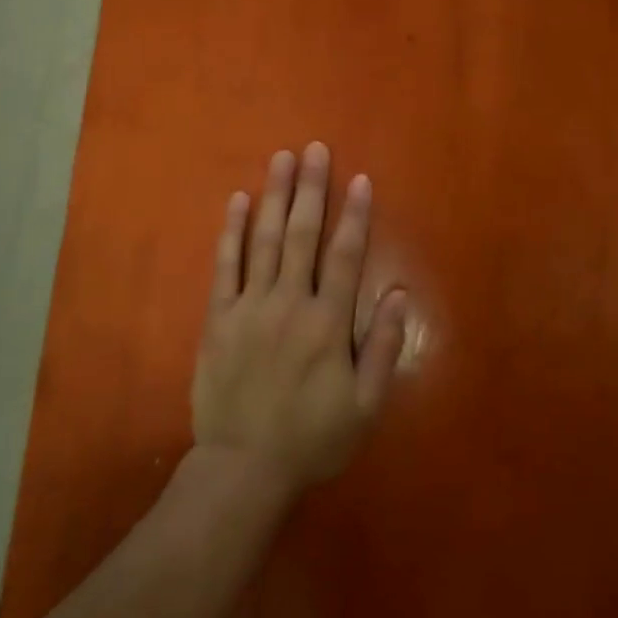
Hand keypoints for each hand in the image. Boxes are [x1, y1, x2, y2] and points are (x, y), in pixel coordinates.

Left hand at [192, 143, 409, 497]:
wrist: (242, 468)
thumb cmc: (311, 438)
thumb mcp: (364, 406)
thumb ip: (381, 347)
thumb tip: (398, 293)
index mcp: (328, 323)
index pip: (345, 256)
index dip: (355, 215)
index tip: (360, 179)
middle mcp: (290, 302)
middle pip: (302, 234)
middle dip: (311, 188)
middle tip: (315, 149)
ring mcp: (250, 306)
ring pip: (265, 240)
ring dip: (275, 196)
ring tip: (282, 159)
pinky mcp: (219, 317)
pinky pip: (225, 265)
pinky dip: (232, 231)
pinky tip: (238, 200)